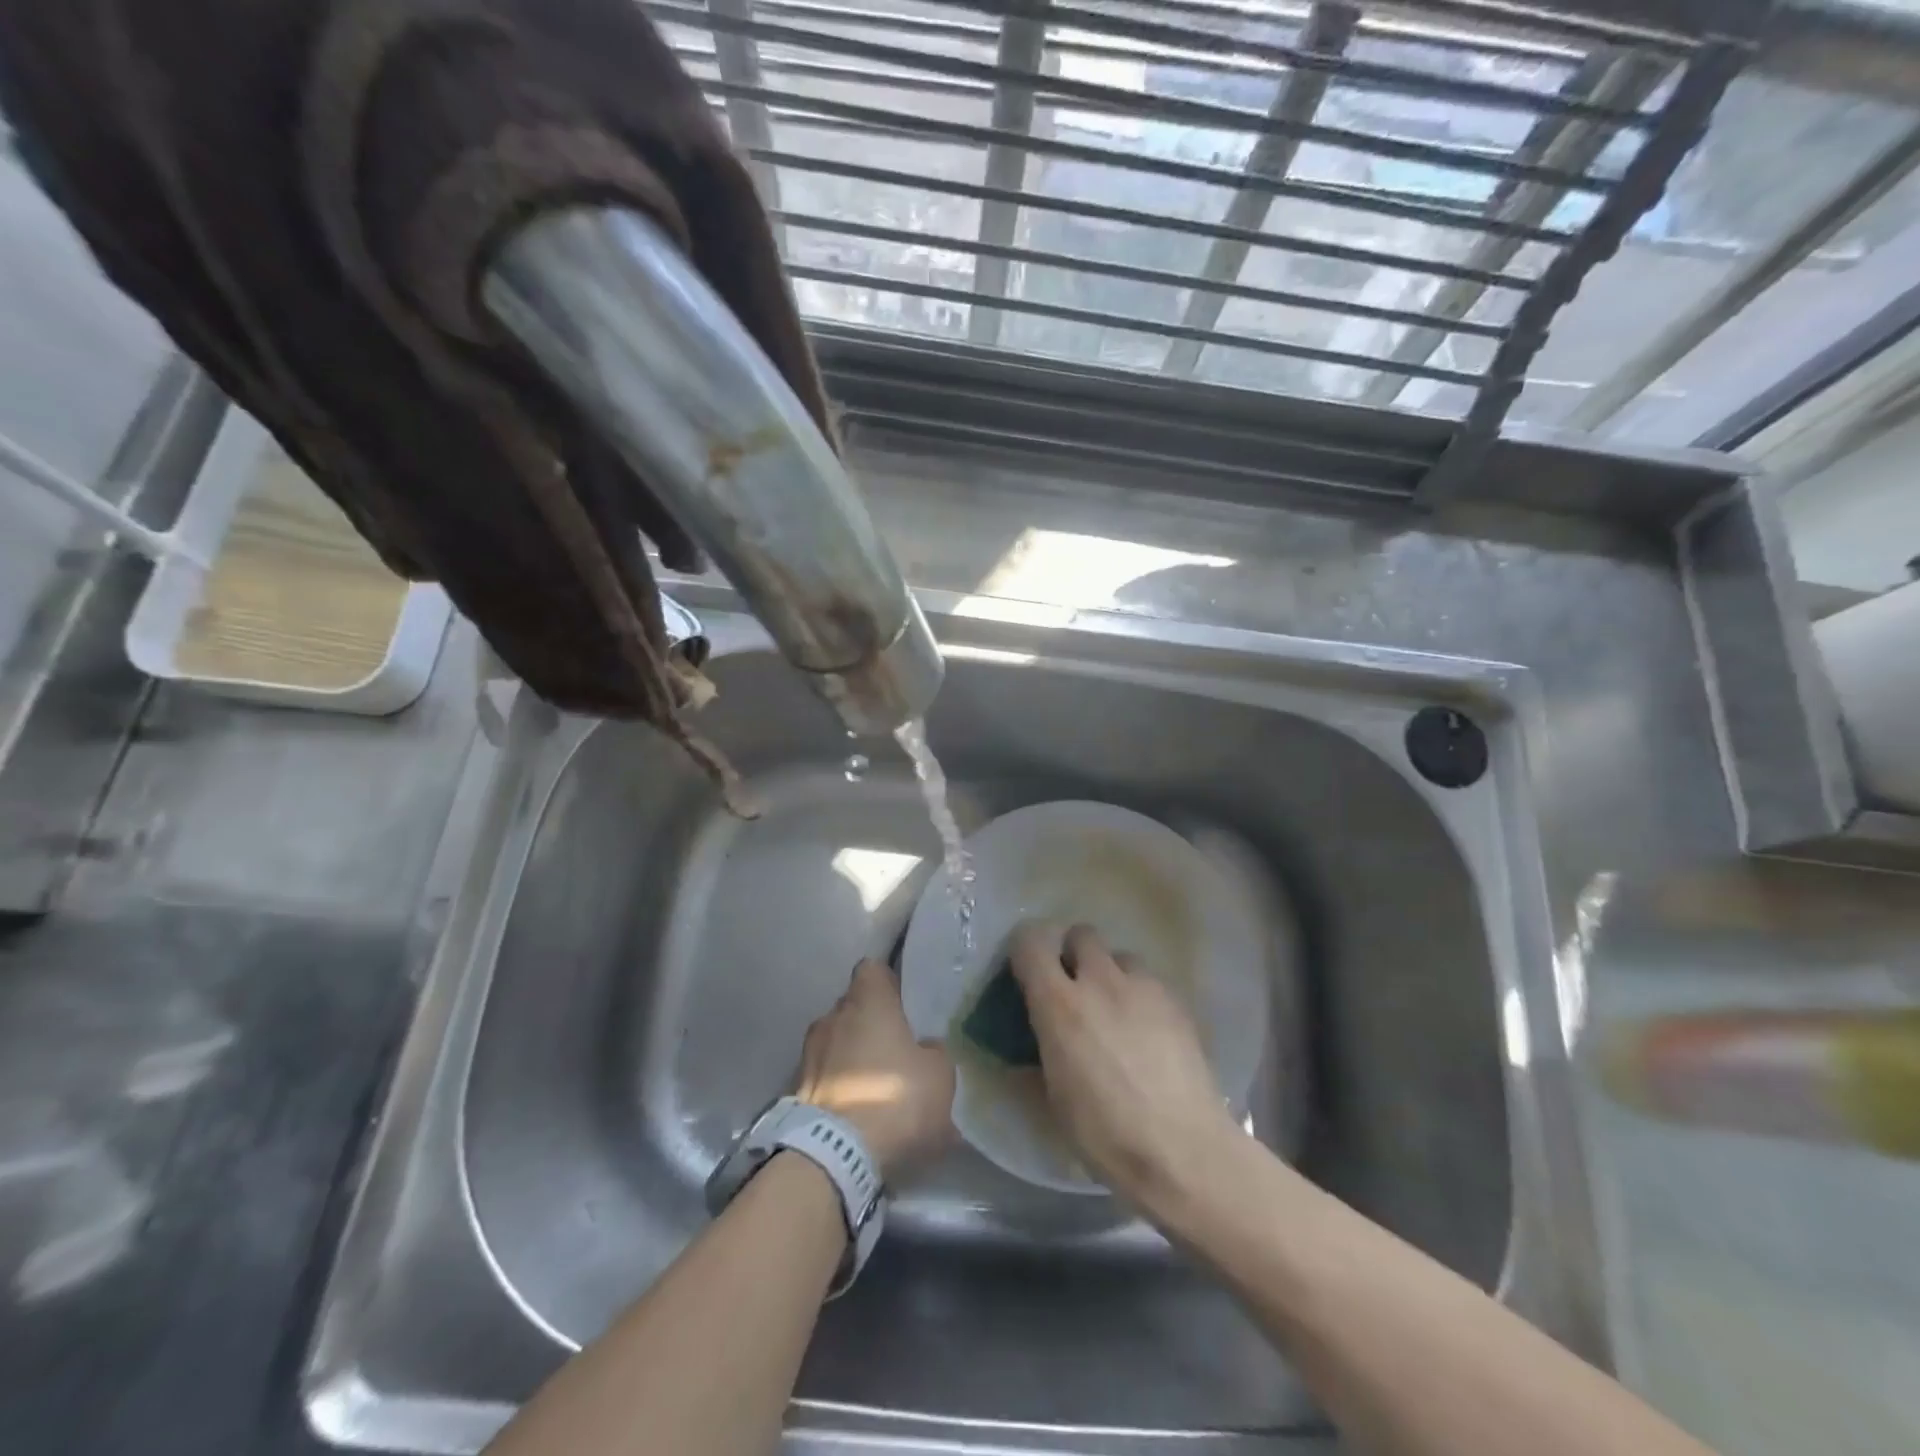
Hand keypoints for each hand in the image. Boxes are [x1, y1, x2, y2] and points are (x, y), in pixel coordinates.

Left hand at [796, 959, 954, 1179]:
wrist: (833, 1155)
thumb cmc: (894, 1097)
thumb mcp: (939, 1075)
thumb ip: (933, 1052)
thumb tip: (924, 1048)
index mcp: (867, 1000)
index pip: (873, 969)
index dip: (889, 984)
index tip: (903, 1005)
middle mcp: (832, 1016)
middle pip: (853, 1007)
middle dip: (871, 1025)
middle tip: (896, 1051)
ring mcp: (808, 1052)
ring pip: (837, 1043)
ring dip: (853, 1058)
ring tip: (875, 1087)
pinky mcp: (794, 1089)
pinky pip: (825, 1077)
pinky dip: (839, 1088)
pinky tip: (858, 1114)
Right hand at [1009, 922, 1242, 1206]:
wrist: (1184, 1151)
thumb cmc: (1106, 1133)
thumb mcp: (1054, 1100)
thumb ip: (1038, 1056)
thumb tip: (1025, 1050)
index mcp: (1060, 1004)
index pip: (1031, 942)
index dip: (1025, 950)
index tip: (1026, 973)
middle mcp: (1100, 981)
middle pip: (1081, 934)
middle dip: (1073, 954)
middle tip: (1074, 990)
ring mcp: (1144, 987)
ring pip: (1120, 956)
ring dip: (1111, 974)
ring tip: (1116, 1013)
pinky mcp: (1178, 1002)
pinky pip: (1150, 982)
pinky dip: (1141, 997)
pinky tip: (1148, 1034)